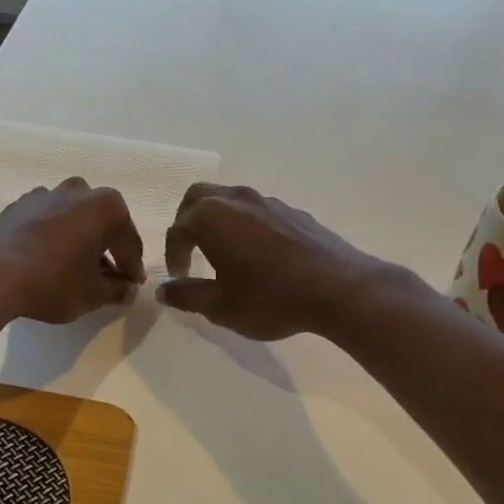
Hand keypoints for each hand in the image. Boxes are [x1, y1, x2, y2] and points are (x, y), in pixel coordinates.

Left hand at [0, 179, 145, 324]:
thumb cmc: (53, 282)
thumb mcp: (94, 294)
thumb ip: (116, 290)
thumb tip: (125, 289)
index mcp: (106, 206)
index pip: (128, 241)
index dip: (132, 267)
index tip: (132, 285)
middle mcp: (78, 191)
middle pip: (102, 224)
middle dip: (107, 249)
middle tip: (107, 277)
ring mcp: (45, 194)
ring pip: (73, 219)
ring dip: (79, 241)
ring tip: (76, 270)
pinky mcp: (18, 206)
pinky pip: (47, 222)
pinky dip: (54, 238)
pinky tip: (48, 261)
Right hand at [158, 184, 387, 340]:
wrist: (339, 289)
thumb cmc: (271, 298)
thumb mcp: (220, 306)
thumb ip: (187, 295)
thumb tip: (164, 290)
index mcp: (211, 216)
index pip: (177, 230)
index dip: (173, 255)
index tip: (179, 278)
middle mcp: (236, 199)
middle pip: (198, 198)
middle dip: (187, 222)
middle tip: (190, 251)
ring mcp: (268, 201)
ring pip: (230, 200)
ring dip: (218, 221)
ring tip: (223, 253)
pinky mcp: (294, 211)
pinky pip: (257, 211)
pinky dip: (246, 226)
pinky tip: (258, 255)